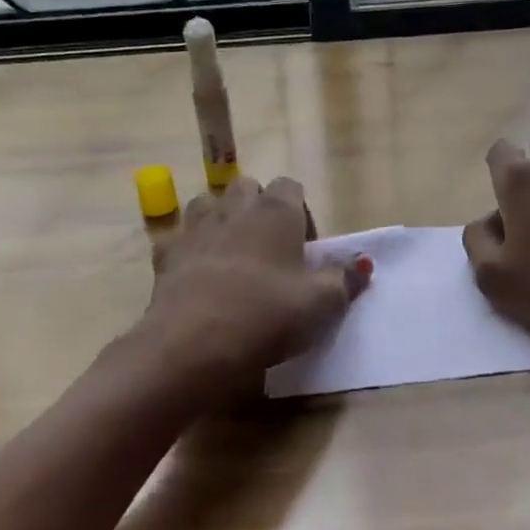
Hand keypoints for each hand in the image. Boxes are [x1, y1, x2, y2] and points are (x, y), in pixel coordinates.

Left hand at [145, 175, 370, 389]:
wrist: (194, 343)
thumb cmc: (268, 314)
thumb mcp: (323, 303)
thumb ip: (346, 278)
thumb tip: (364, 263)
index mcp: (276, 211)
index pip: (290, 186)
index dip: (300, 212)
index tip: (305, 249)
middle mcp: (234, 208)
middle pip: (247, 188)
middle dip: (258, 209)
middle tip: (270, 251)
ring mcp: (195, 228)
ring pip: (208, 205)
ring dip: (220, 221)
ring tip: (232, 257)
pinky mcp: (165, 254)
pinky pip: (178, 239)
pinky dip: (188, 250)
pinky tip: (197, 276)